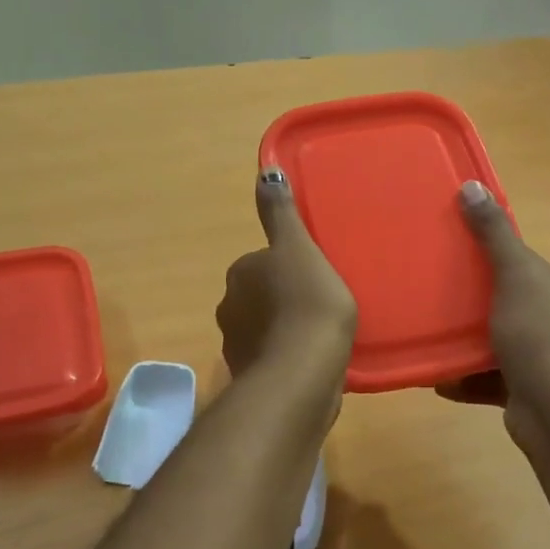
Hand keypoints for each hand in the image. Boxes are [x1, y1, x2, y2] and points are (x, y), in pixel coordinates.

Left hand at [216, 167, 357, 378]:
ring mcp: (236, 345)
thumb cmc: (307, 303)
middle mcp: (229, 306)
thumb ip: (281, 213)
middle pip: (259, 295)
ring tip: (318, 336)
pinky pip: (271, 358)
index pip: (262, 262)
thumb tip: (264, 171)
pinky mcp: (250, 377)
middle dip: (282, 298)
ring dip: (283, 329)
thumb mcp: (299, 248)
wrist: (302, 373)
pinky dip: (285, 357)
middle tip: (320, 304)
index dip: (289, 268)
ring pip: (263, 328)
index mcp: (240, 273)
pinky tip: (311, 362)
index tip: (314, 277)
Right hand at [439, 181, 549, 411]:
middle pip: (508, 302)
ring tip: (434, 335)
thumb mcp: (514, 272)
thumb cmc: (536, 332)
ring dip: (467, 342)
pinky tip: (439, 377)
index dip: (494, 260)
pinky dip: (465, 377)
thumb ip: (493, 233)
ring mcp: (544, 358)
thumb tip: (472, 185)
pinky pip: (488, 377)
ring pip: (496, 341)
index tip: (459, 260)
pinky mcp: (526, 389)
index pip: (525, 264)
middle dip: (476, 302)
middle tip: (439, 297)